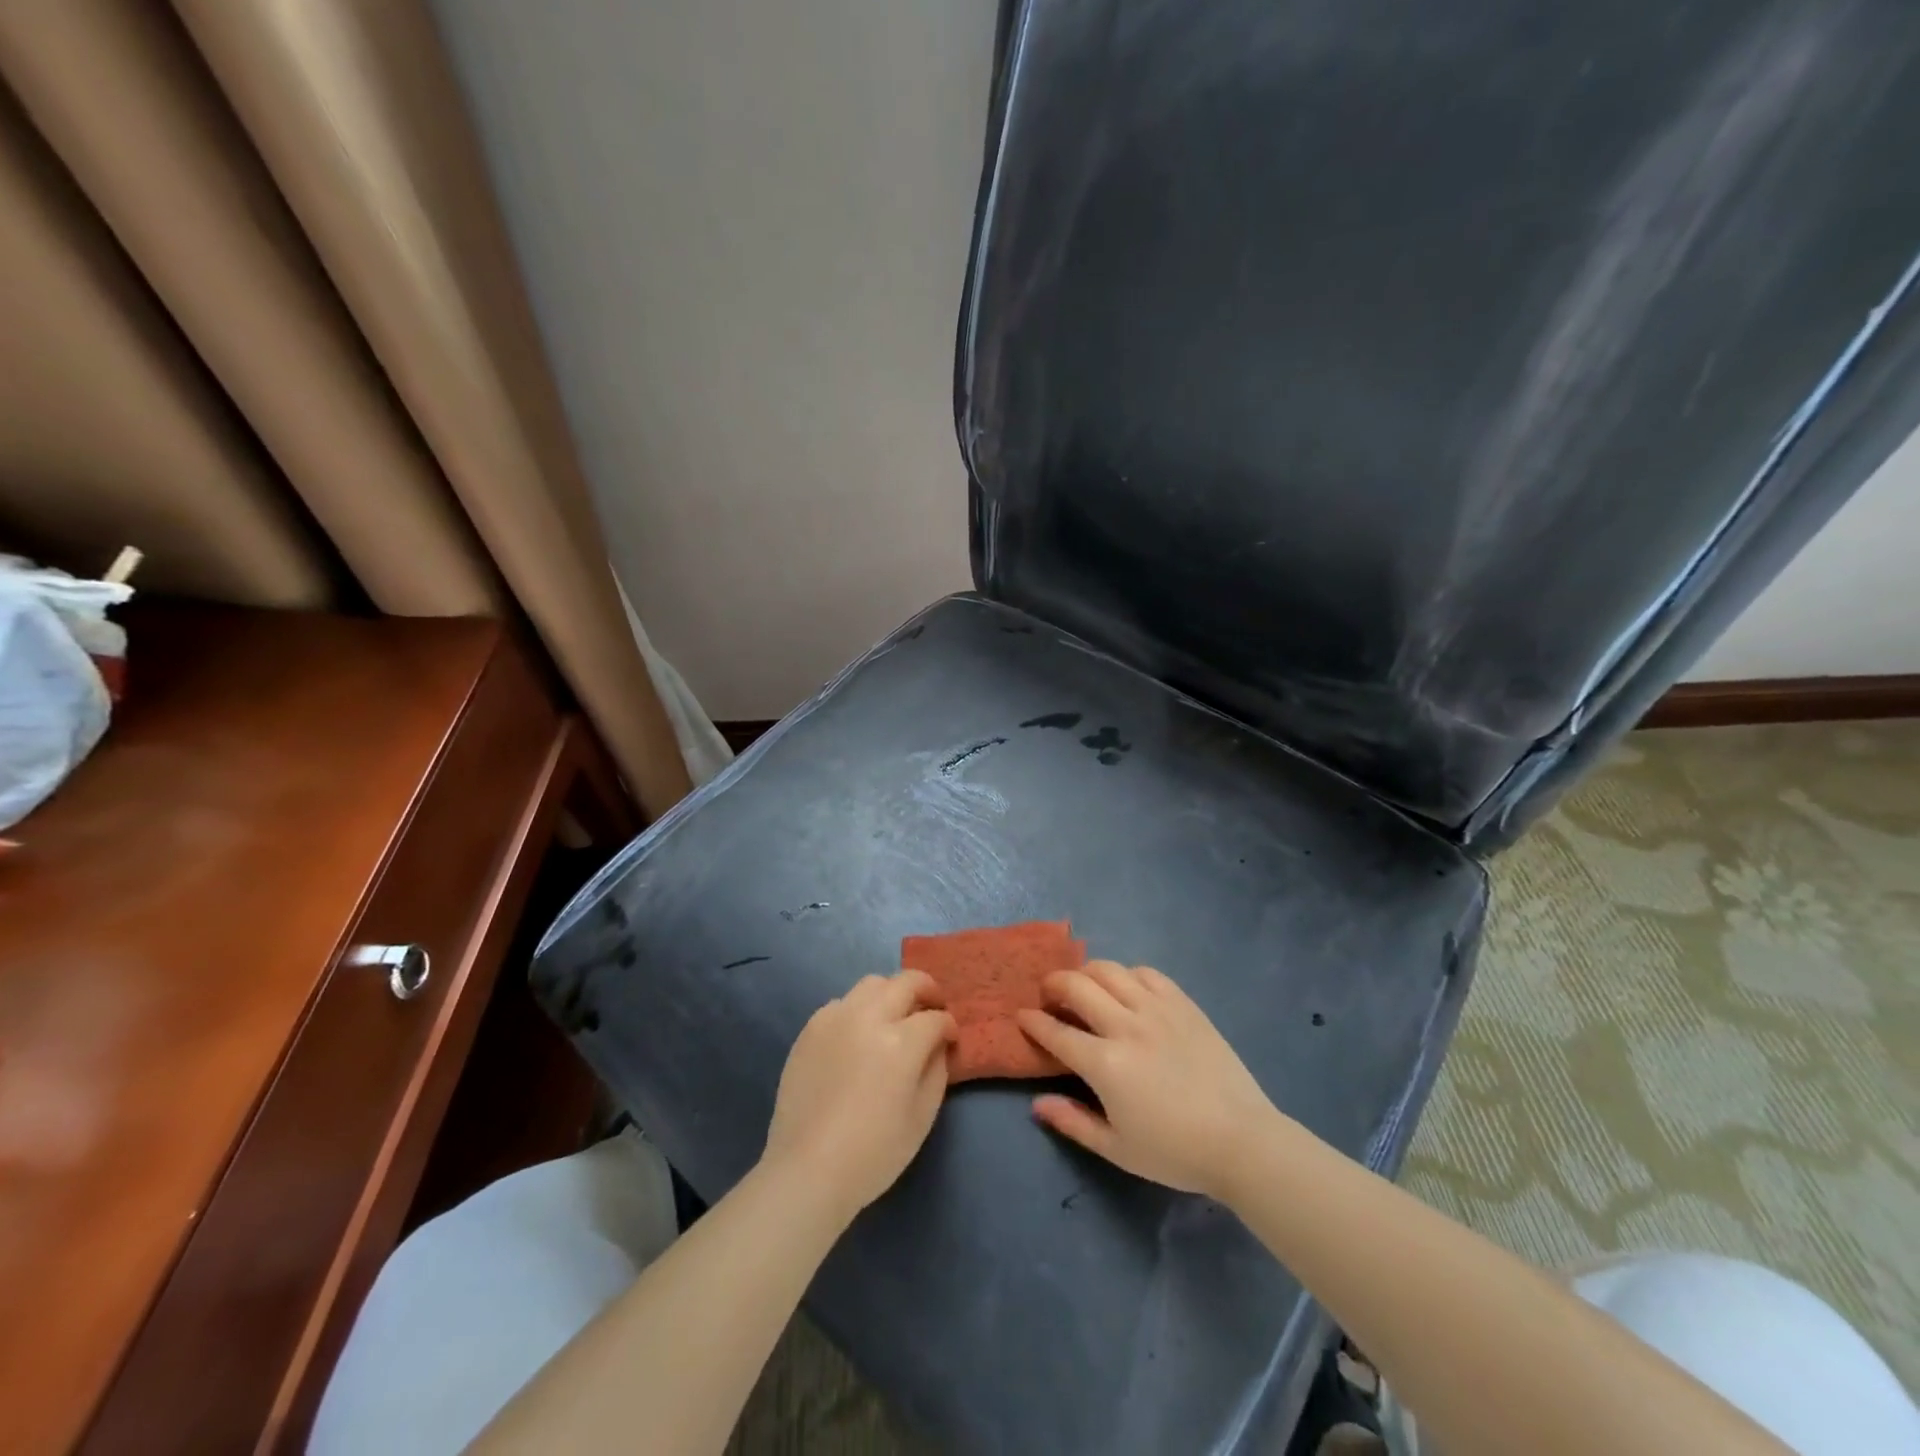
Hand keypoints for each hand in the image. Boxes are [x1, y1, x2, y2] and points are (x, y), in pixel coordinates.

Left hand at [762, 971, 956, 1221]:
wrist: (808, 1170)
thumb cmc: (874, 1153)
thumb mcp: (922, 1117)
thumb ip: (937, 1071)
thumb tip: (938, 1046)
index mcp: (901, 1041)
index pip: (935, 1018)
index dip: (949, 1027)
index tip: (951, 1039)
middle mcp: (869, 1017)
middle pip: (906, 982)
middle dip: (927, 991)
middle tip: (932, 1008)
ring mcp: (836, 1018)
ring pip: (872, 984)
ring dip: (892, 994)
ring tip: (895, 1017)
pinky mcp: (811, 1028)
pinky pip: (842, 1003)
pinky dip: (859, 1010)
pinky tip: (859, 1035)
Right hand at [1017, 962, 1278, 1200]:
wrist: (1241, 1141)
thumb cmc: (1175, 1152)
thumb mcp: (1117, 1149)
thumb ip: (1073, 1122)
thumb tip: (1037, 1104)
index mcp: (1106, 1064)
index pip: (1056, 1032)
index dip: (1033, 1022)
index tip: (1022, 1016)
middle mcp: (1126, 1026)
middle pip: (1077, 986)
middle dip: (1053, 985)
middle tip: (1049, 995)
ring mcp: (1157, 1010)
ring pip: (1109, 970)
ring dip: (1086, 973)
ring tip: (1083, 987)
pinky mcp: (1183, 1003)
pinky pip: (1146, 973)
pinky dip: (1127, 975)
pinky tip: (1126, 989)